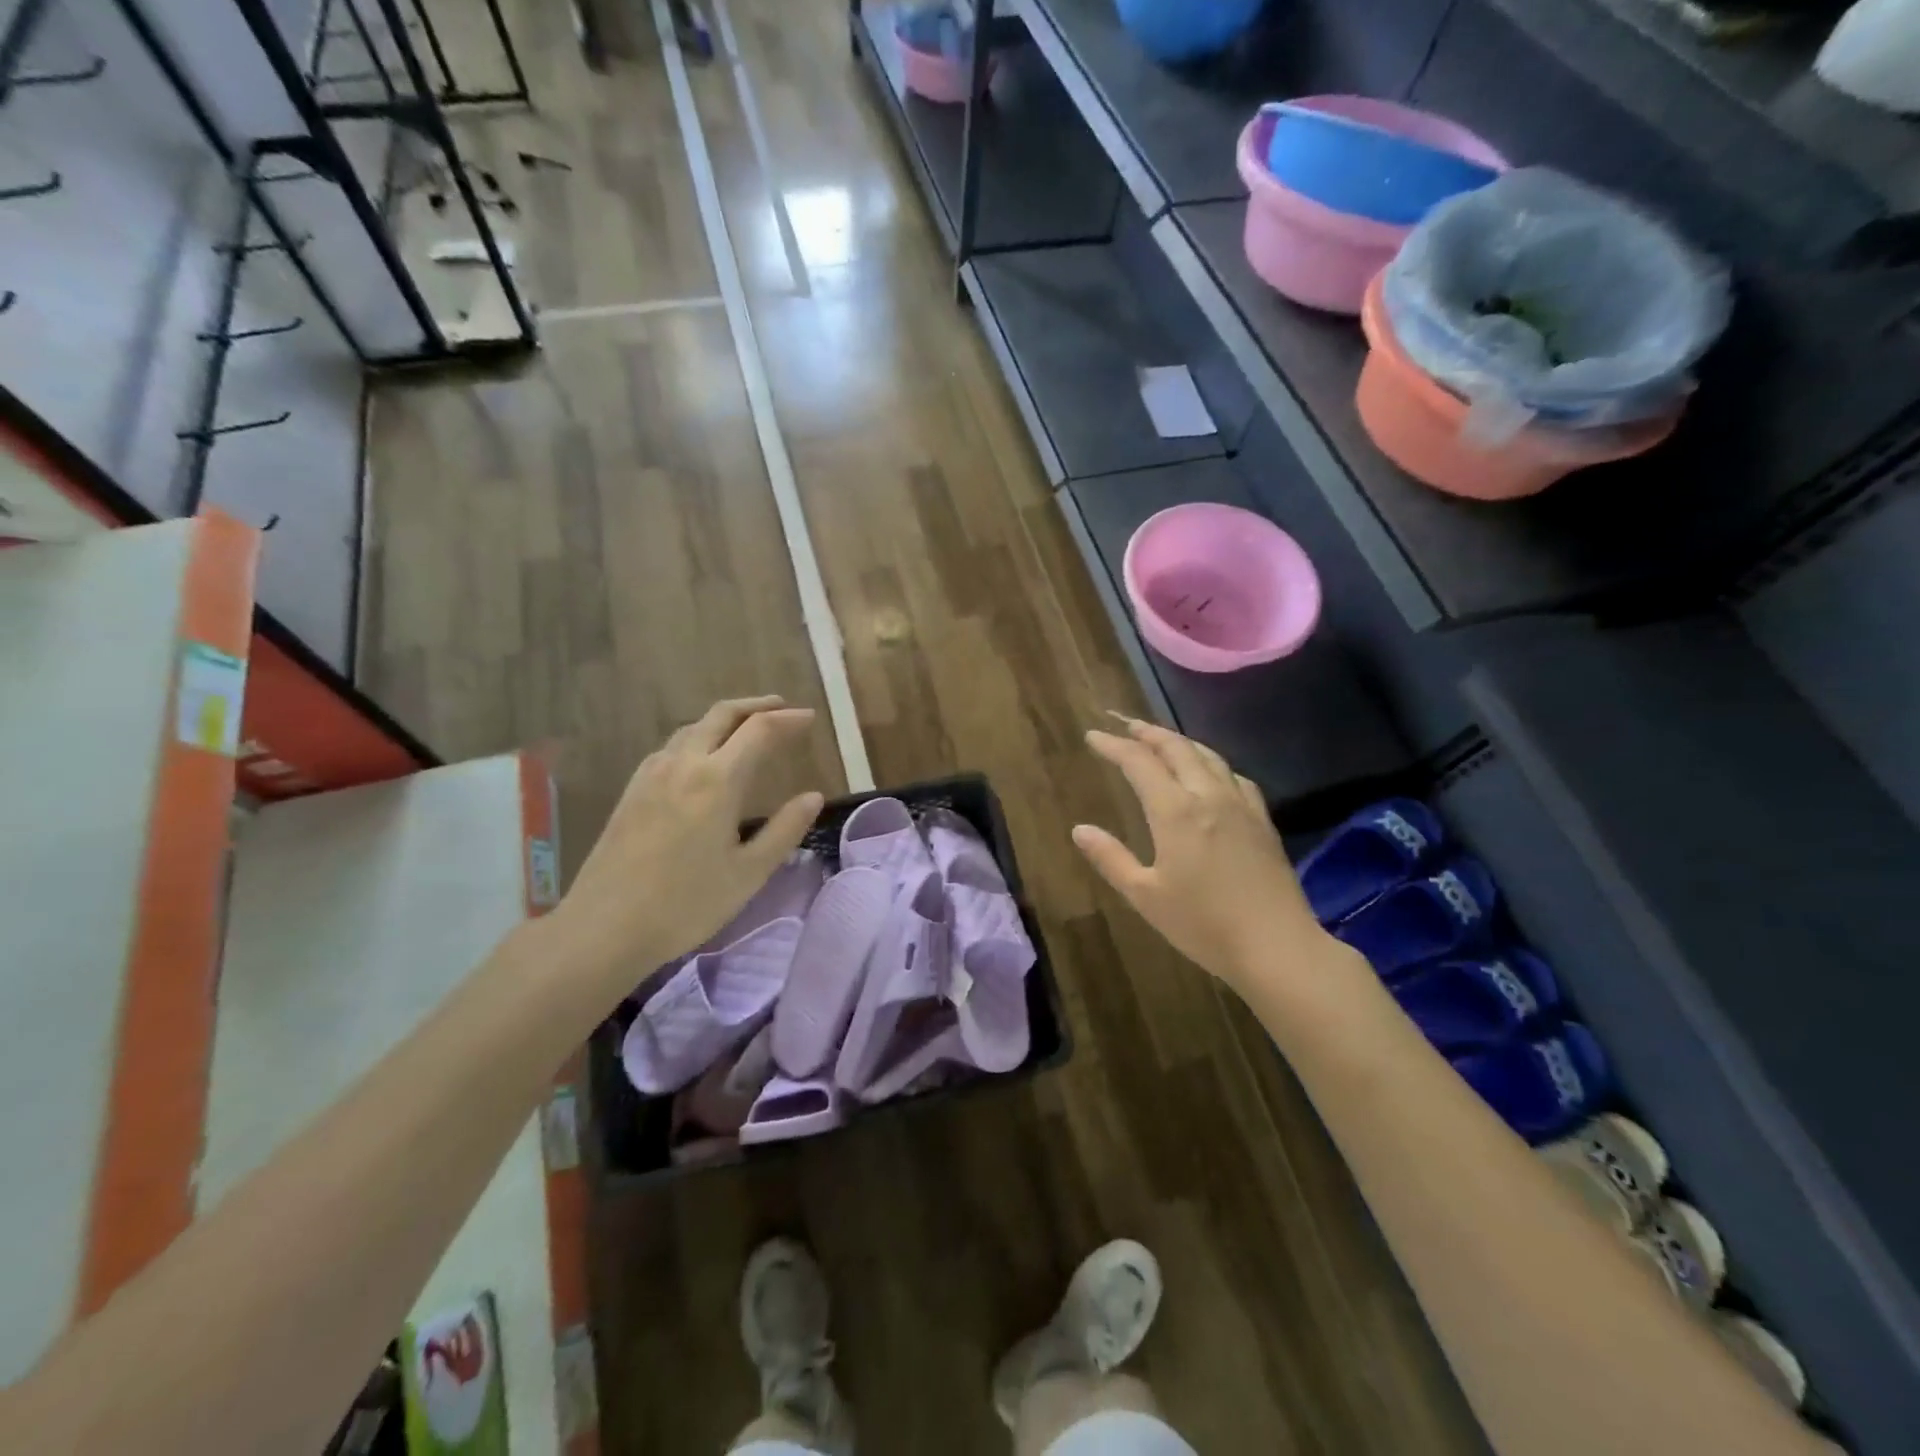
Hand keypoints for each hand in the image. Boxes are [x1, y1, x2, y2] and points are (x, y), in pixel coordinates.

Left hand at [550, 697, 822, 997]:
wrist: (604, 927)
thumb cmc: (686, 904)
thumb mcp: (749, 873)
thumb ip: (784, 830)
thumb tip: (813, 797)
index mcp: (717, 780)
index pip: (759, 730)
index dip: (788, 720)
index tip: (810, 719)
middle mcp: (683, 764)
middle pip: (722, 715)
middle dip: (756, 706)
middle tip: (783, 709)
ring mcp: (652, 774)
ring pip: (693, 727)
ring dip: (726, 719)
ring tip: (748, 729)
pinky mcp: (633, 789)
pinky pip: (672, 746)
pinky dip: (699, 736)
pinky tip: (703, 758)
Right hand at [1073, 715, 1325, 991]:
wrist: (1277, 946)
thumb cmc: (1203, 925)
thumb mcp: (1145, 896)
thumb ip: (1111, 858)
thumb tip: (1080, 829)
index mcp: (1175, 811)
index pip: (1139, 763)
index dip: (1113, 746)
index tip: (1093, 737)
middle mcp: (1208, 796)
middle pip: (1177, 749)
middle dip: (1147, 732)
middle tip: (1125, 725)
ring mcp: (1241, 805)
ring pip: (1208, 756)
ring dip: (1180, 742)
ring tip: (1162, 740)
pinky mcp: (1262, 820)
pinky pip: (1234, 776)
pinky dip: (1212, 763)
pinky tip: (1211, 773)